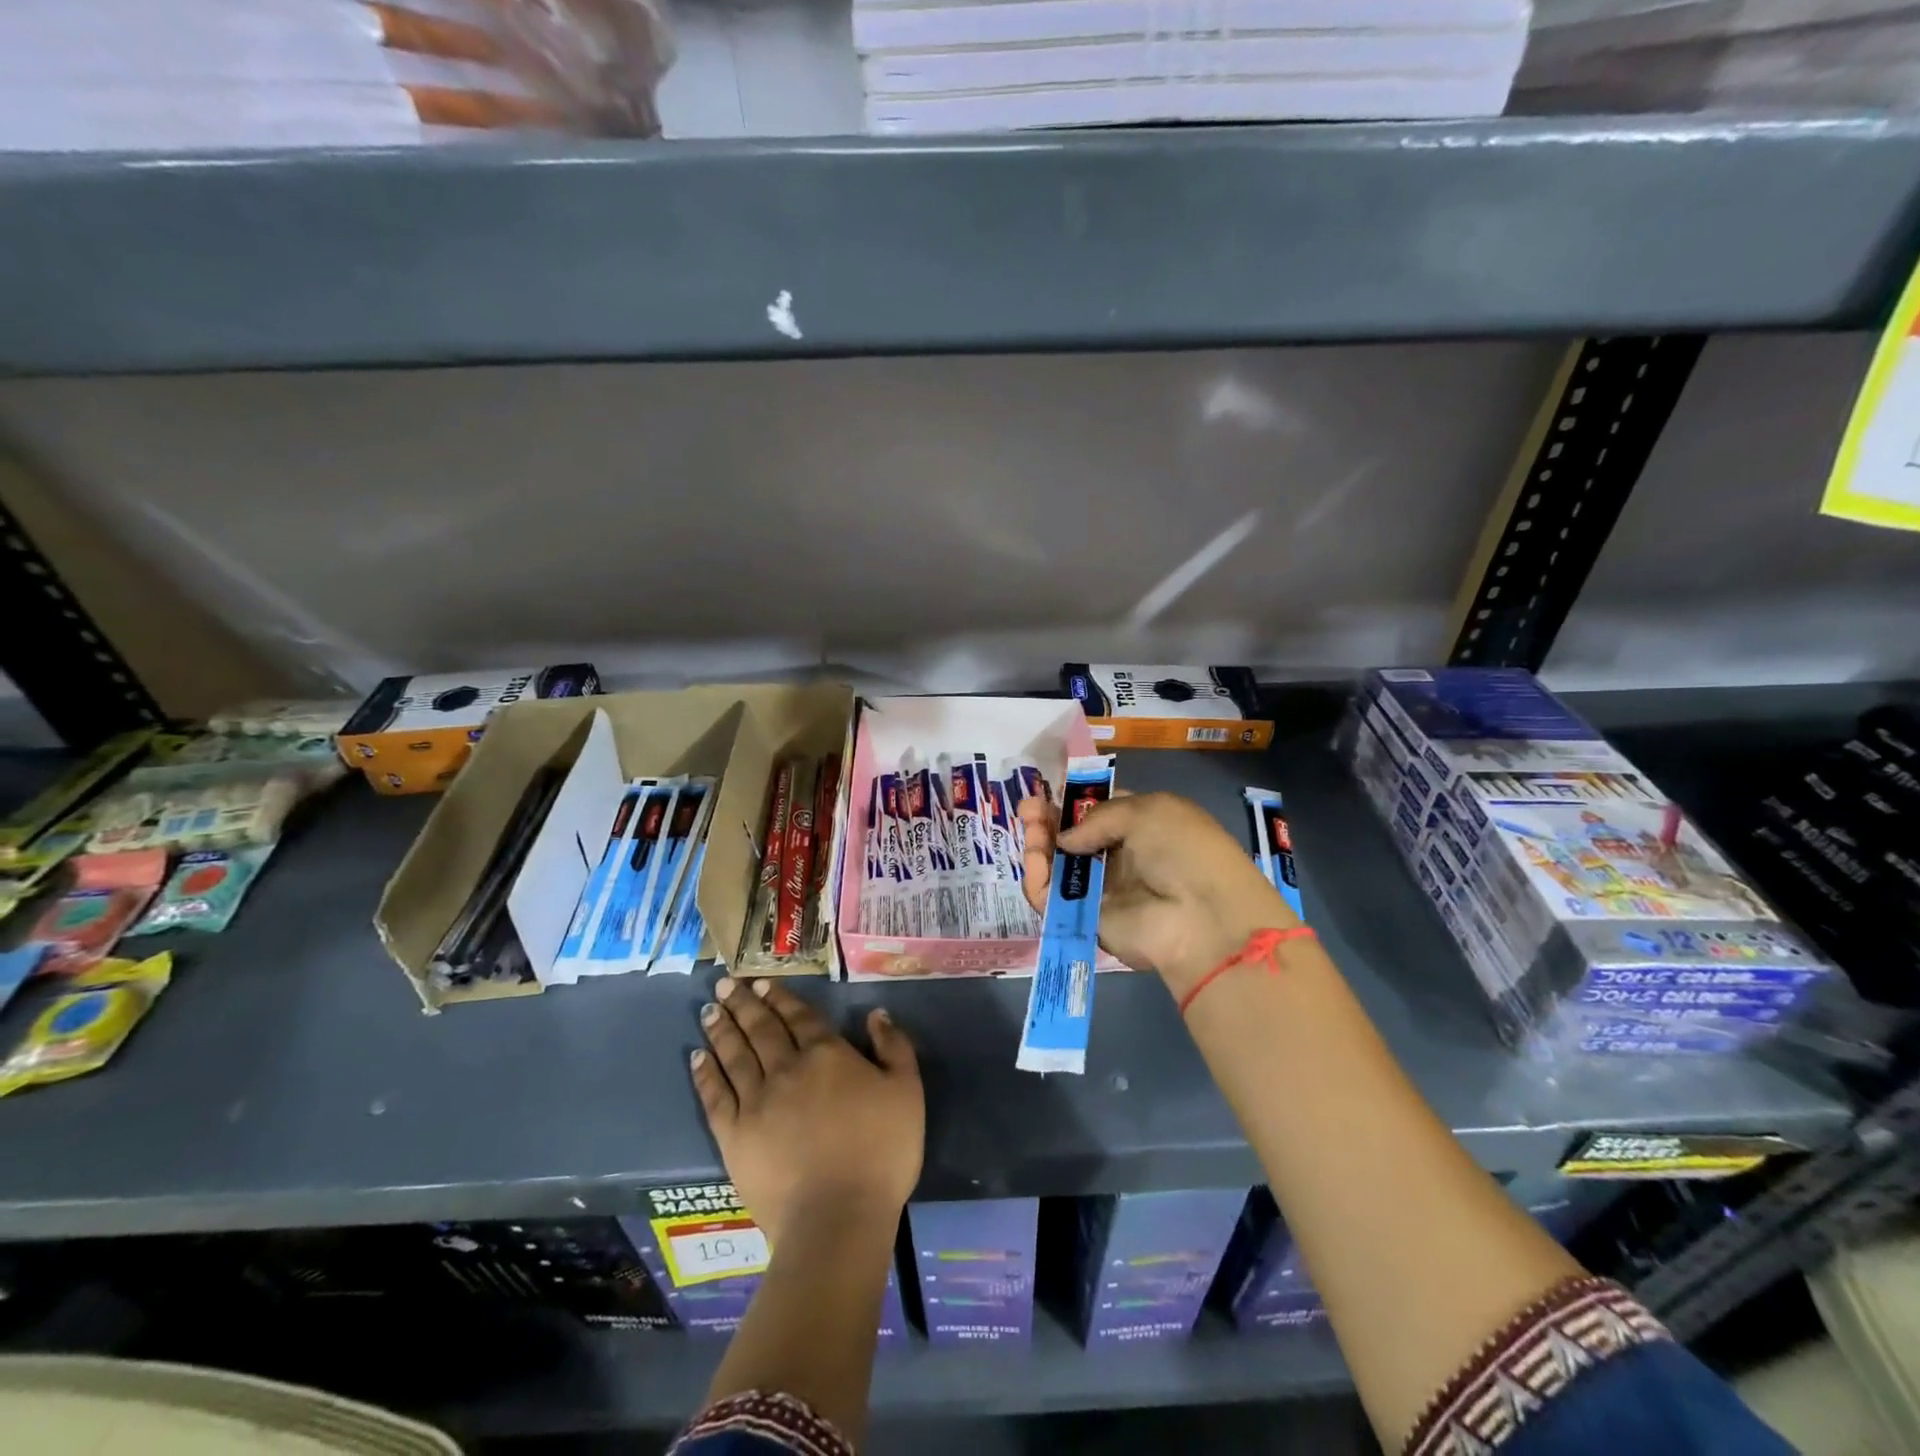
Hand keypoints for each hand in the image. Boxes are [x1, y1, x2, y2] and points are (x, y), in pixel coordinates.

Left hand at [691, 976, 923, 1247]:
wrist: (837, 1217)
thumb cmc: (881, 1153)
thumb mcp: (907, 1092)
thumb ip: (894, 1047)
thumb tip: (876, 1015)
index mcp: (826, 1054)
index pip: (799, 1017)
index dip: (780, 997)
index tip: (760, 982)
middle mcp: (787, 1068)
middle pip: (761, 1029)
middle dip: (743, 1004)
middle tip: (725, 984)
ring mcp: (756, 1102)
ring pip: (735, 1055)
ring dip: (722, 1030)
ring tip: (709, 1010)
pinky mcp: (735, 1136)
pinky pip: (716, 1097)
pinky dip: (706, 1074)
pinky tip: (698, 1058)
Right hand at [1019, 790, 1297, 999]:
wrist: (1203, 917)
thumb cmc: (1182, 849)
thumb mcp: (1145, 811)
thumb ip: (1096, 817)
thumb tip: (1066, 839)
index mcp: (1141, 825)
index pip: (1098, 810)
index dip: (1072, 801)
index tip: (1048, 790)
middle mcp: (1120, 856)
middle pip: (1072, 837)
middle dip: (1047, 819)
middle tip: (1027, 807)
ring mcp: (1102, 889)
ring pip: (1058, 866)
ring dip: (1039, 843)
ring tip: (1028, 824)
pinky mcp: (1085, 918)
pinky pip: (1052, 898)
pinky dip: (1038, 878)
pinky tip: (1035, 857)